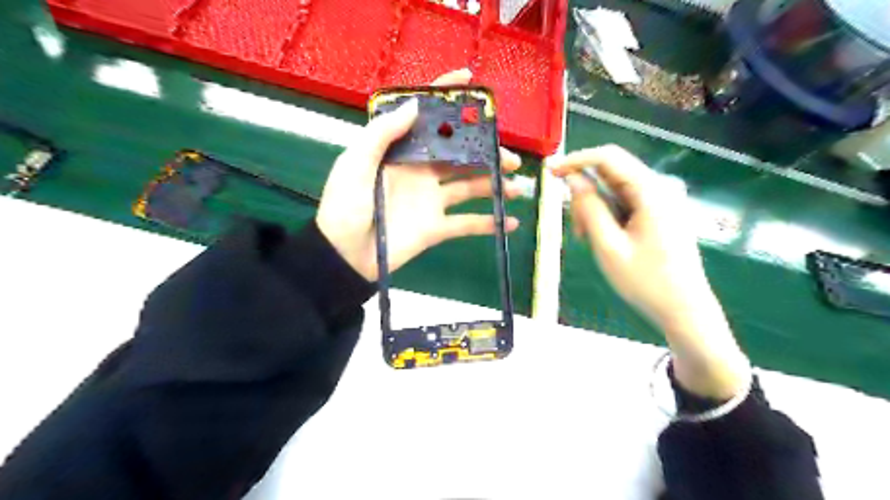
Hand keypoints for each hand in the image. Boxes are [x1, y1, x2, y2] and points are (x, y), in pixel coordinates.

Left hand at [315, 68, 523, 282]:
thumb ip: (382, 134)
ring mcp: (432, 200)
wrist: (345, 255)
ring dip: (496, 186)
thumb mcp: (354, 164)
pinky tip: (511, 222)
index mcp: (402, 152)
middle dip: (487, 153)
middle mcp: (422, 172)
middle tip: (510, 158)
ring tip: (517, 186)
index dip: (447, 98)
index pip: (427, 119)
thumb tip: (415, 105)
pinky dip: (489, 224)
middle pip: (461, 155)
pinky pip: (468, 224)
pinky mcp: (437, 228)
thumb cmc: (345, 206)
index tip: (471, 81)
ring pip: (471, 187)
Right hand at [554, 144, 744, 397]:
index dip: (576, 160)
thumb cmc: (646, 282)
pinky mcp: (658, 214)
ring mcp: (660, 201)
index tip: (550, 172)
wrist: (684, 310)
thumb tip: (573, 179)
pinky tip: (602, 238)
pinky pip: (624, 203)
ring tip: (588, 239)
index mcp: (651, 192)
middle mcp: (658, 188)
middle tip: (576, 229)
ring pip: (614, 190)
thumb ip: (589, 208)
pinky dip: (606, 215)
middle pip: (610, 173)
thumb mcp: (608, 246)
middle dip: (585, 194)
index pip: (608, 157)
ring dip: (594, 208)